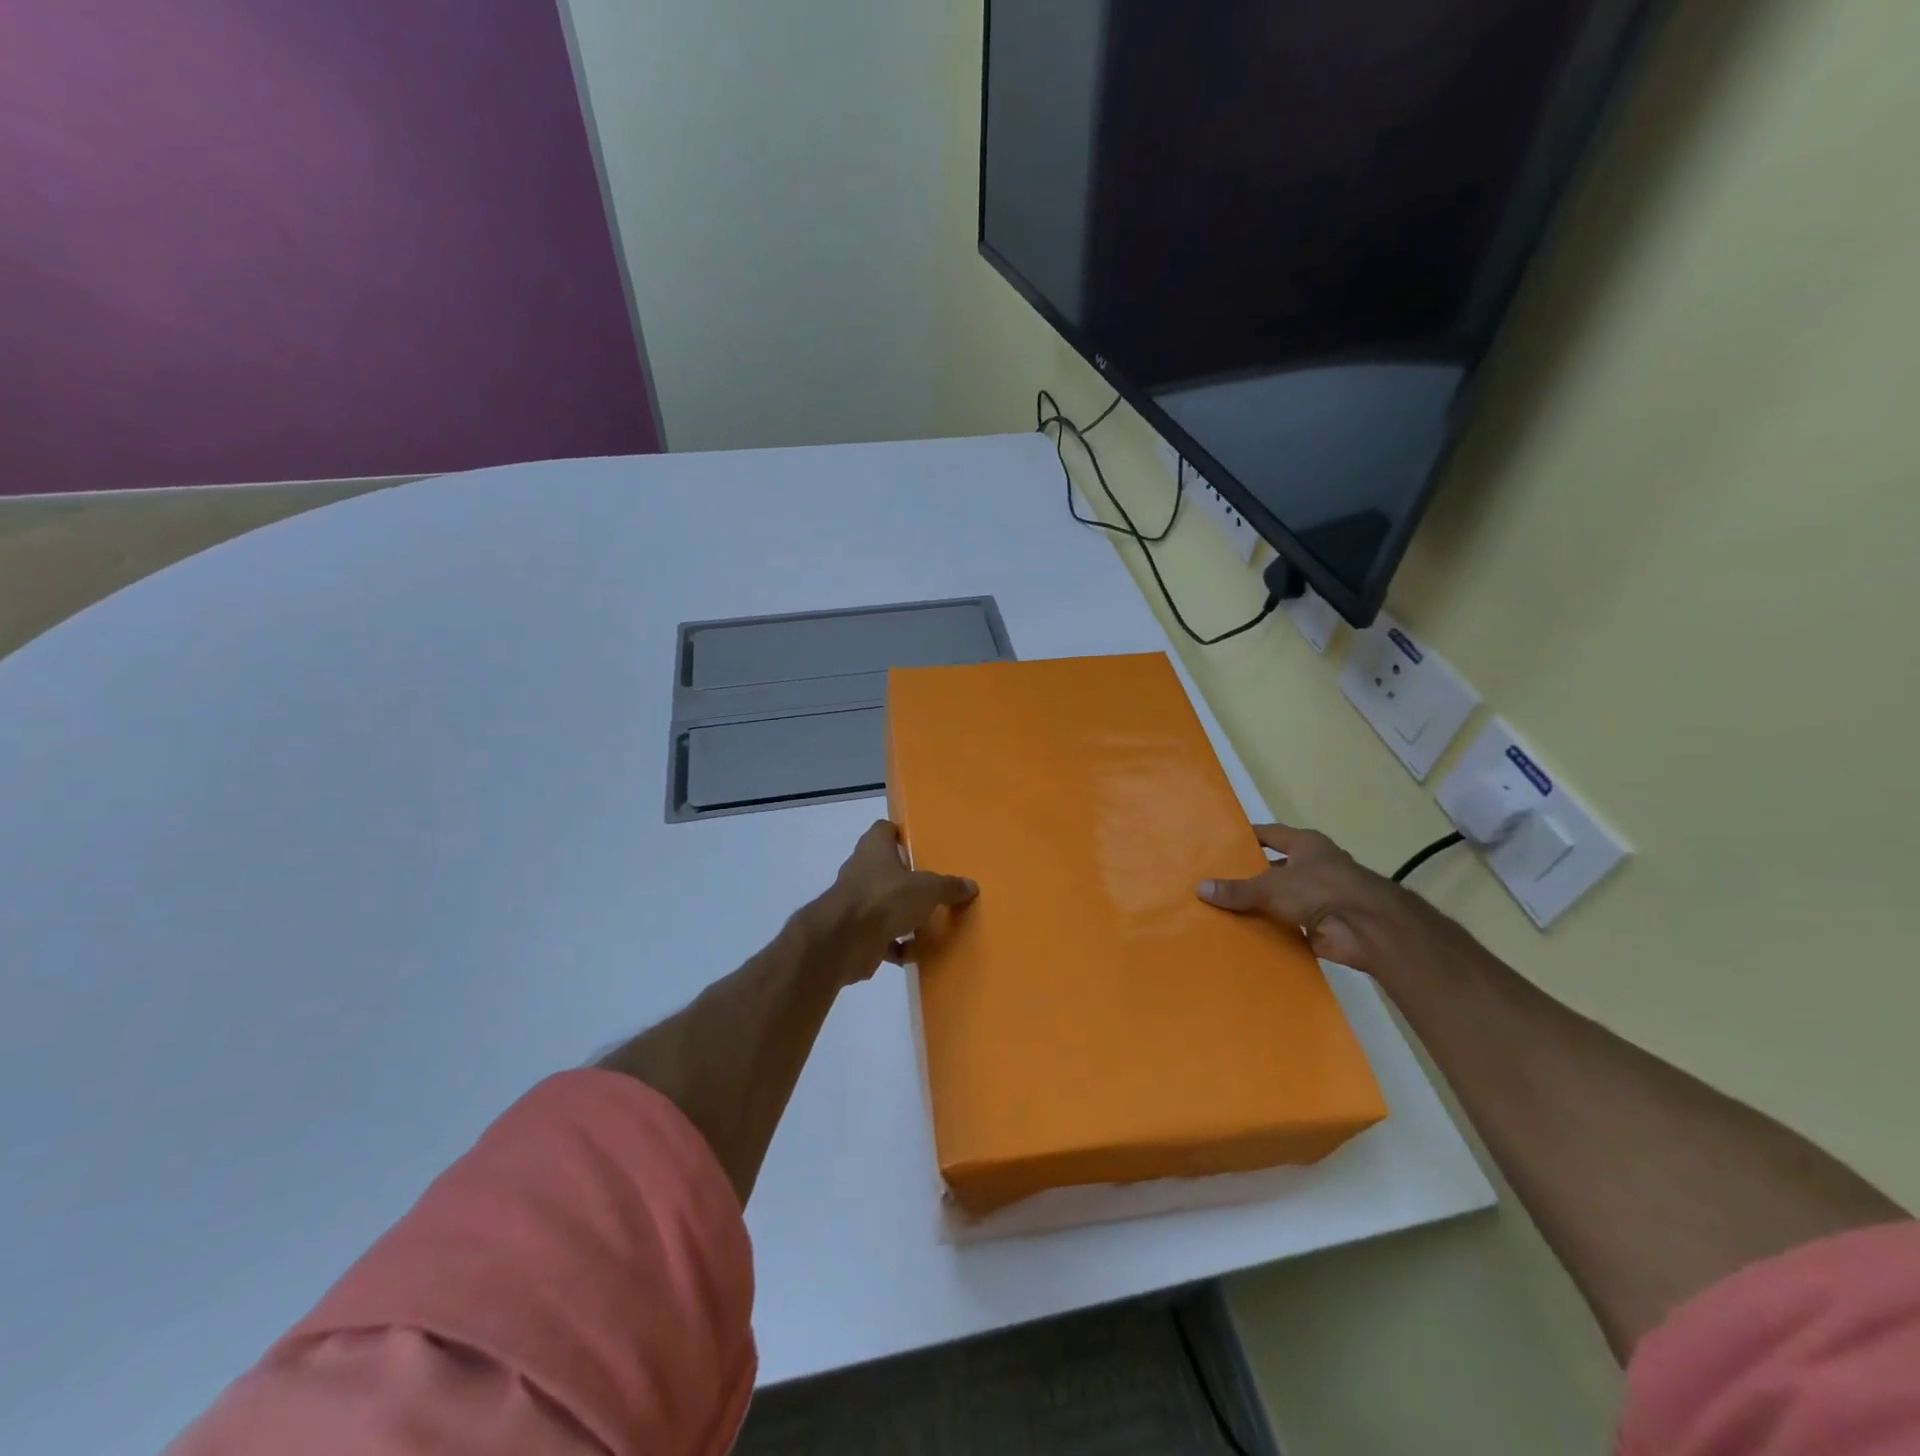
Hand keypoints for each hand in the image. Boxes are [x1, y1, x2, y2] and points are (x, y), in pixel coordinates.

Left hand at [820, 820, 977, 978]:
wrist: (844, 941)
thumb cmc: (885, 898)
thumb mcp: (927, 889)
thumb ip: (948, 887)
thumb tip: (971, 886)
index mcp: (874, 849)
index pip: (884, 830)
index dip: (900, 833)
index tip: (919, 843)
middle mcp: (861, 870)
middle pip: (885, 868)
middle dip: (906, 879)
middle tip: (932, 886)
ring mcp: (855, 902)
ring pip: (883, 903)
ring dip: (902, 915)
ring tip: (928, 922)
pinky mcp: (854, 932)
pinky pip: (880, 936)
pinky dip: (895, 945)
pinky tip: (914, 953)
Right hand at [1196, 823, 1419, 972]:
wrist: (1368, 928)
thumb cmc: (1320, 889)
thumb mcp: (1271, 885)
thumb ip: (1237, 889)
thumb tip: (1200, 888)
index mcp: (1306, 845)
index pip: (1270, 835)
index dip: (1247, 838)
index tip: (1220, 843)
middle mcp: (1313, 867)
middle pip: (1274, 868)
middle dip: (1248, 876)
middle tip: (1214, 881)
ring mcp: (1319, 897)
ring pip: (1281, 899)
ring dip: (1259, 906)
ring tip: (1221, 909)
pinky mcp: (1320, 925)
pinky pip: (1288, 926)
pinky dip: (1271, 930)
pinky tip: (1243, 935)